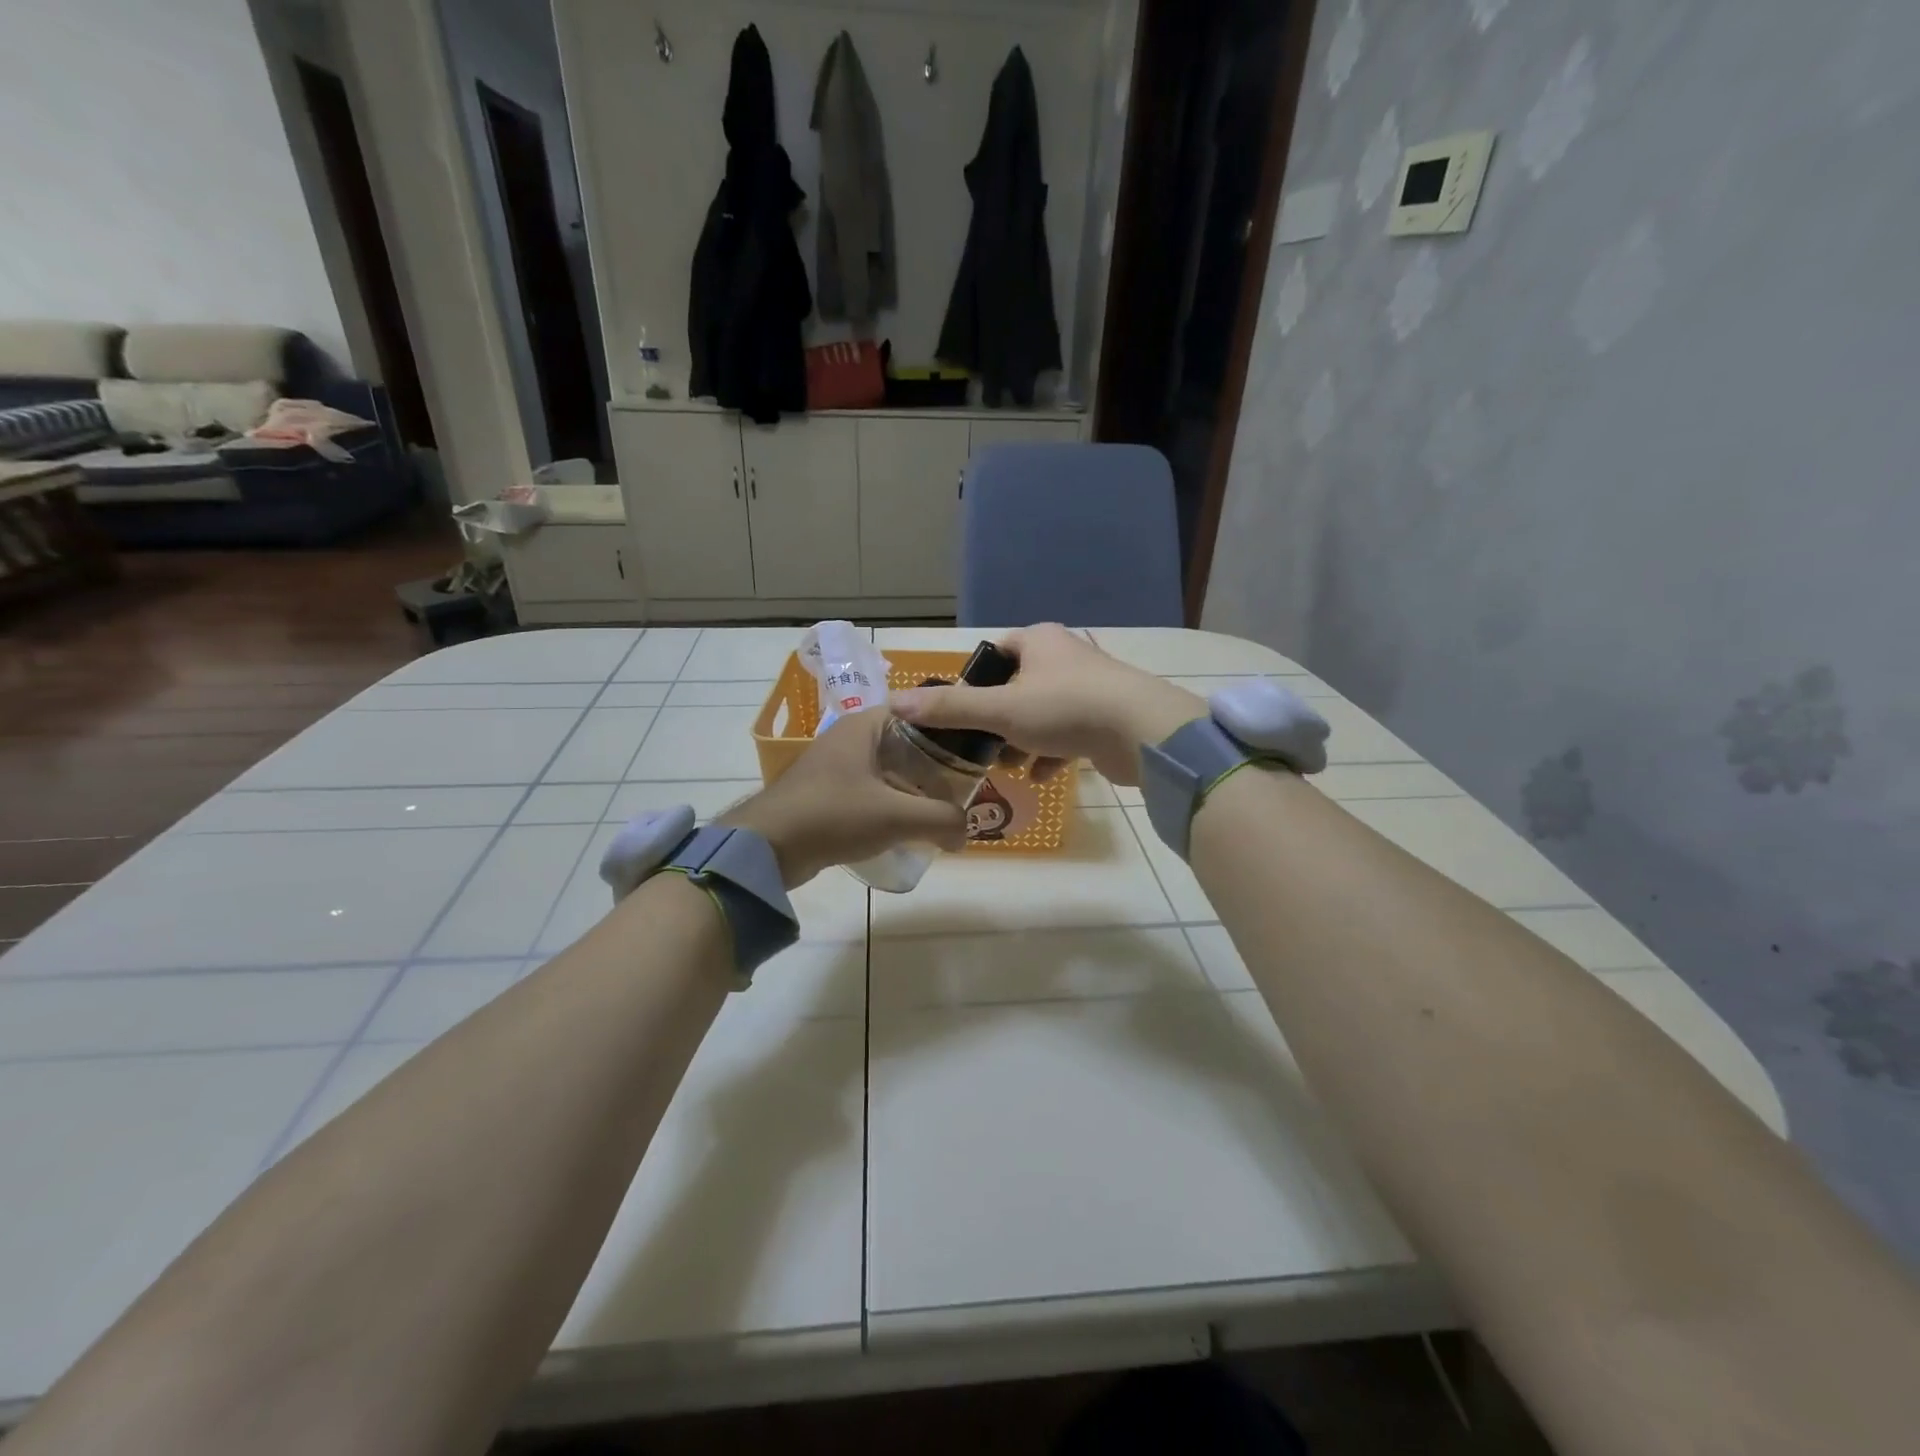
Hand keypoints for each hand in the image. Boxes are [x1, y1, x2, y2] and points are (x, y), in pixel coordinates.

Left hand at [720, 708, 965, 886]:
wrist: (767, 847)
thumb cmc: (833, 815)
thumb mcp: (896, 816)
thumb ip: (941, 820)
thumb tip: (964, 834)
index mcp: (866, 725)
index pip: (920, 711)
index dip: (949, 727)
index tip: (974, 749)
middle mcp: (851, 737)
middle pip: (907, 743)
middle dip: (936, 765)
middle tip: (964, 786)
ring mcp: (836, 765)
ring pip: (890, 769)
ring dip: (914, 787)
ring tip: (943, 808)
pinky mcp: (828, 792)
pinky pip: (872, 790)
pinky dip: (892, 803)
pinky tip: (908, 825)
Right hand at [890, 624, 1204, 786]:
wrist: (1142, 732)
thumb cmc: (1065, 708)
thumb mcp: (999, 709)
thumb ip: (950, 708)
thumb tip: (896, 704)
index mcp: (1040, 641)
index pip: (996, 654)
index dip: (975, 682)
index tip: (962, 713)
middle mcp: (1066, 657)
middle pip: (1018, 687)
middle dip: (999, 720)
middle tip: (982, 747)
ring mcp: (1091, 687)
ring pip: (1043, 713)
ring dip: (1024, 741)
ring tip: (1009, 767)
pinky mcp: (1107, 717)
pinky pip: (1069, 733)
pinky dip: (1053, 753)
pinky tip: (1042, 776)